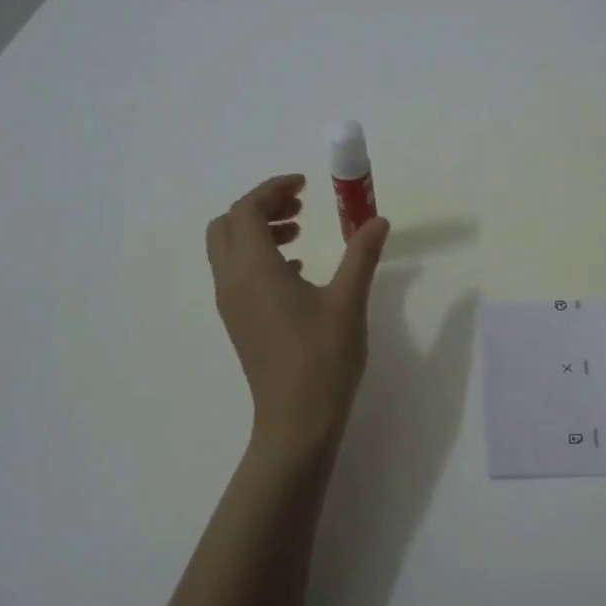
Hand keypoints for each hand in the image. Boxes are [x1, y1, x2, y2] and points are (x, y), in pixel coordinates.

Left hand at [206, 174, 389, 449]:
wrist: (297, 420)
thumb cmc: (323, 357)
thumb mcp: (348, 301)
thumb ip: (361, 254)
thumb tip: (377, 220)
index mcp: (254, 269)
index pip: (246, 210)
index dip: (272, 189)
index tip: (306, 185)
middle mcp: (232, 282)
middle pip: (227, 225)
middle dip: (260, 207)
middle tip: (299, 207)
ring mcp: (231, 305)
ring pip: (228, 250)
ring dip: (257, 231)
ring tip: (299, 233)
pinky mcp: (238, 323)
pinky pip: (236, 274)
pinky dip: (258, 258)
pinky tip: (296, 272)